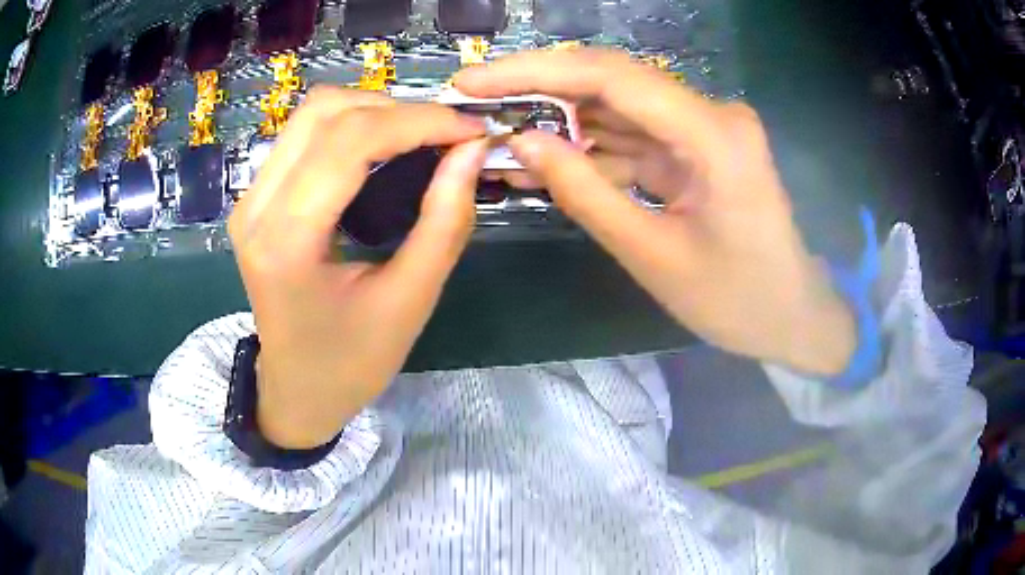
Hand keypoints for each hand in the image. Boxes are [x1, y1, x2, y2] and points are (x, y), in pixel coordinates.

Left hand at [228, 87, 486, 447]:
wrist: (296, 389)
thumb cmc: (351, 363)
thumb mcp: (410, 302)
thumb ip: (444, 221)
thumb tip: (472, 151)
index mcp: (286, 241)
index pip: (351, 142)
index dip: (419, 122)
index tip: (471, 131)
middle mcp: (256, 206)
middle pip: (325, 111)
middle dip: (398, 109)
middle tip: (447, 134)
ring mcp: (249, 197)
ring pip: (313, 113)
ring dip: (374, 110)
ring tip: (421, 137)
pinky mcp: (256, 196)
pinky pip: (304, 134)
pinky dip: (353, 125)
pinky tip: (385, 147)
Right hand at [455, 49, 855, 375]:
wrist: (791, 315)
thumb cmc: (736, 300)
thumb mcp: (651, 256)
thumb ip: (584, 192)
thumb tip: (522, 142)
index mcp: (714, 135)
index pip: (611, 76)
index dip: (534, 71)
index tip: (473, 81)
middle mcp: (712, 113)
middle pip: (611, 81)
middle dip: (539, 90)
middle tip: (476, 103)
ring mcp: (706, 127)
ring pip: (618, 107)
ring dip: (560, 122)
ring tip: (499, 137)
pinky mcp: (698, 145)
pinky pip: (635, 135)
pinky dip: (592, 148)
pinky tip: (549, 161)